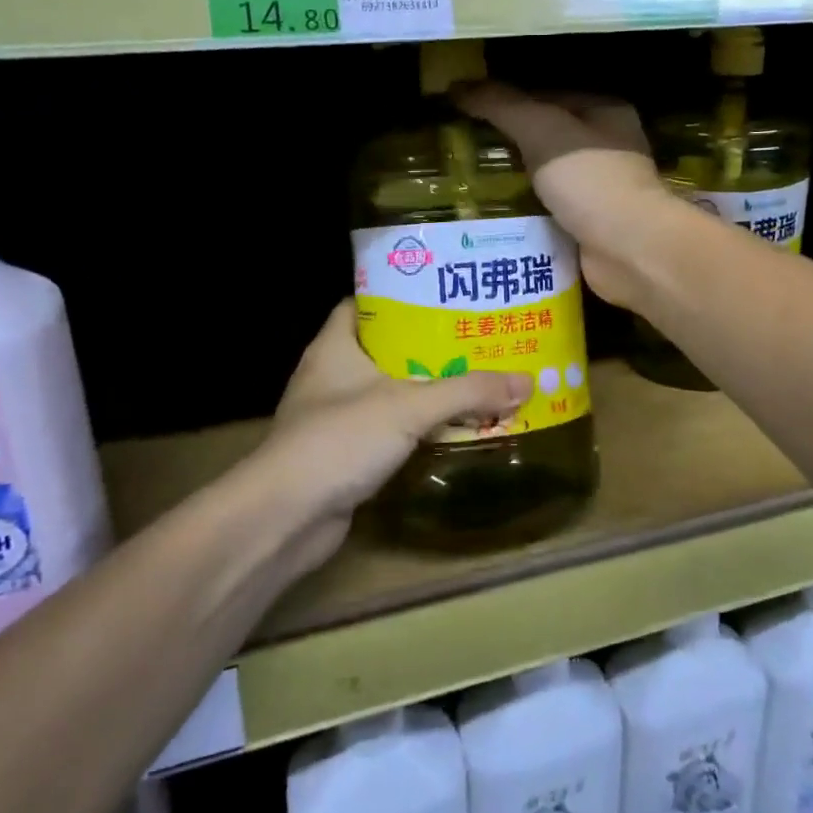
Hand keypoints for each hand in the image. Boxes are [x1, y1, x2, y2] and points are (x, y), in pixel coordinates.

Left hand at [253, 301, 530, 562]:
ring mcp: (334, 417)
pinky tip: (449, 427)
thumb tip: (526, 381)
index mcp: (334, 347)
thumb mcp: (409, 406)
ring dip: (424, 389)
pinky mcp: (343, 454)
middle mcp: (330, 376)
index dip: (399, 295)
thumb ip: (467, 392)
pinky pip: (387, 429)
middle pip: (383, 348)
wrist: (286, 518)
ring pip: (387, 391)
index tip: (441, 294)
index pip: (363, 304)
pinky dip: (415, 427)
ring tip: (472, 378)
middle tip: (472, 337)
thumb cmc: (339, 439)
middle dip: (426, 344)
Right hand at [455, 82, 682, 308]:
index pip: (547, 96)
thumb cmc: (589, 178)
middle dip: (507, 144)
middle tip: (462, 150)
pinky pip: (549, 212)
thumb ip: (500, 105)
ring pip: (546, 177)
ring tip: (467, 184)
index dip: (507, 101)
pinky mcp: (591, 226)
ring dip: (513, 182)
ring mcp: (601, 189)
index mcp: (605, 112)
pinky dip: (525, 214)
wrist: (628, 249)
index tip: (467, 112)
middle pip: (546, 137)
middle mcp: (608, 147)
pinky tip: (492, 216)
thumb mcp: (540, 129)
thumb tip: (456, 86)